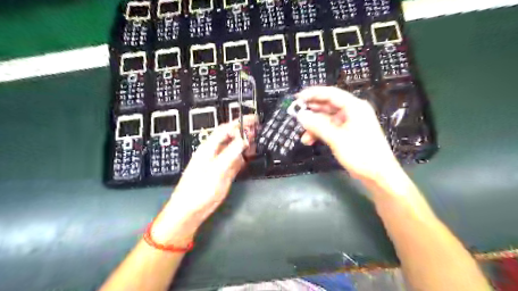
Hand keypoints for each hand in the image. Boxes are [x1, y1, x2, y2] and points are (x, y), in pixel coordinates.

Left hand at [152, 116, 259, 245]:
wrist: (191, 209)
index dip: (239, 123)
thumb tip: (244, 138)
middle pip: (230, 137)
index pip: (225, 129)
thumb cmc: (200, 188)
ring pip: (234, 148)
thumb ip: (231, 152)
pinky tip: (251, 155)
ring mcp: (220, 162)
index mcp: (209, 147)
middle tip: (259, 128)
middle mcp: (215, 152)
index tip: (253, 119)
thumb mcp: (217, 169)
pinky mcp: (224, 172)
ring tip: (258, 140)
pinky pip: (236, 160)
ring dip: (245, 143)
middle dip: (244, 131)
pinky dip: (244, 156)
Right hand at [295, 86, 399, 181]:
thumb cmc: (361, 154)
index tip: (297, 98)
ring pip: (327, 118)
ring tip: (303, 134)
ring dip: (314, 125)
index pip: (330, 93)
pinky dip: (320, 132)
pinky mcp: (347, 133)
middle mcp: (352, 112)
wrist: (378, 175)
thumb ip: (317, 125)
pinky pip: (330, 128)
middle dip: (312, 111)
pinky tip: (310, 140)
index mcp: (354, 107)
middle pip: (328, 105)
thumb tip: (301, 115)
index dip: (313, 94)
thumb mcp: (336, 139)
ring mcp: (350, 123)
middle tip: (296, 114)